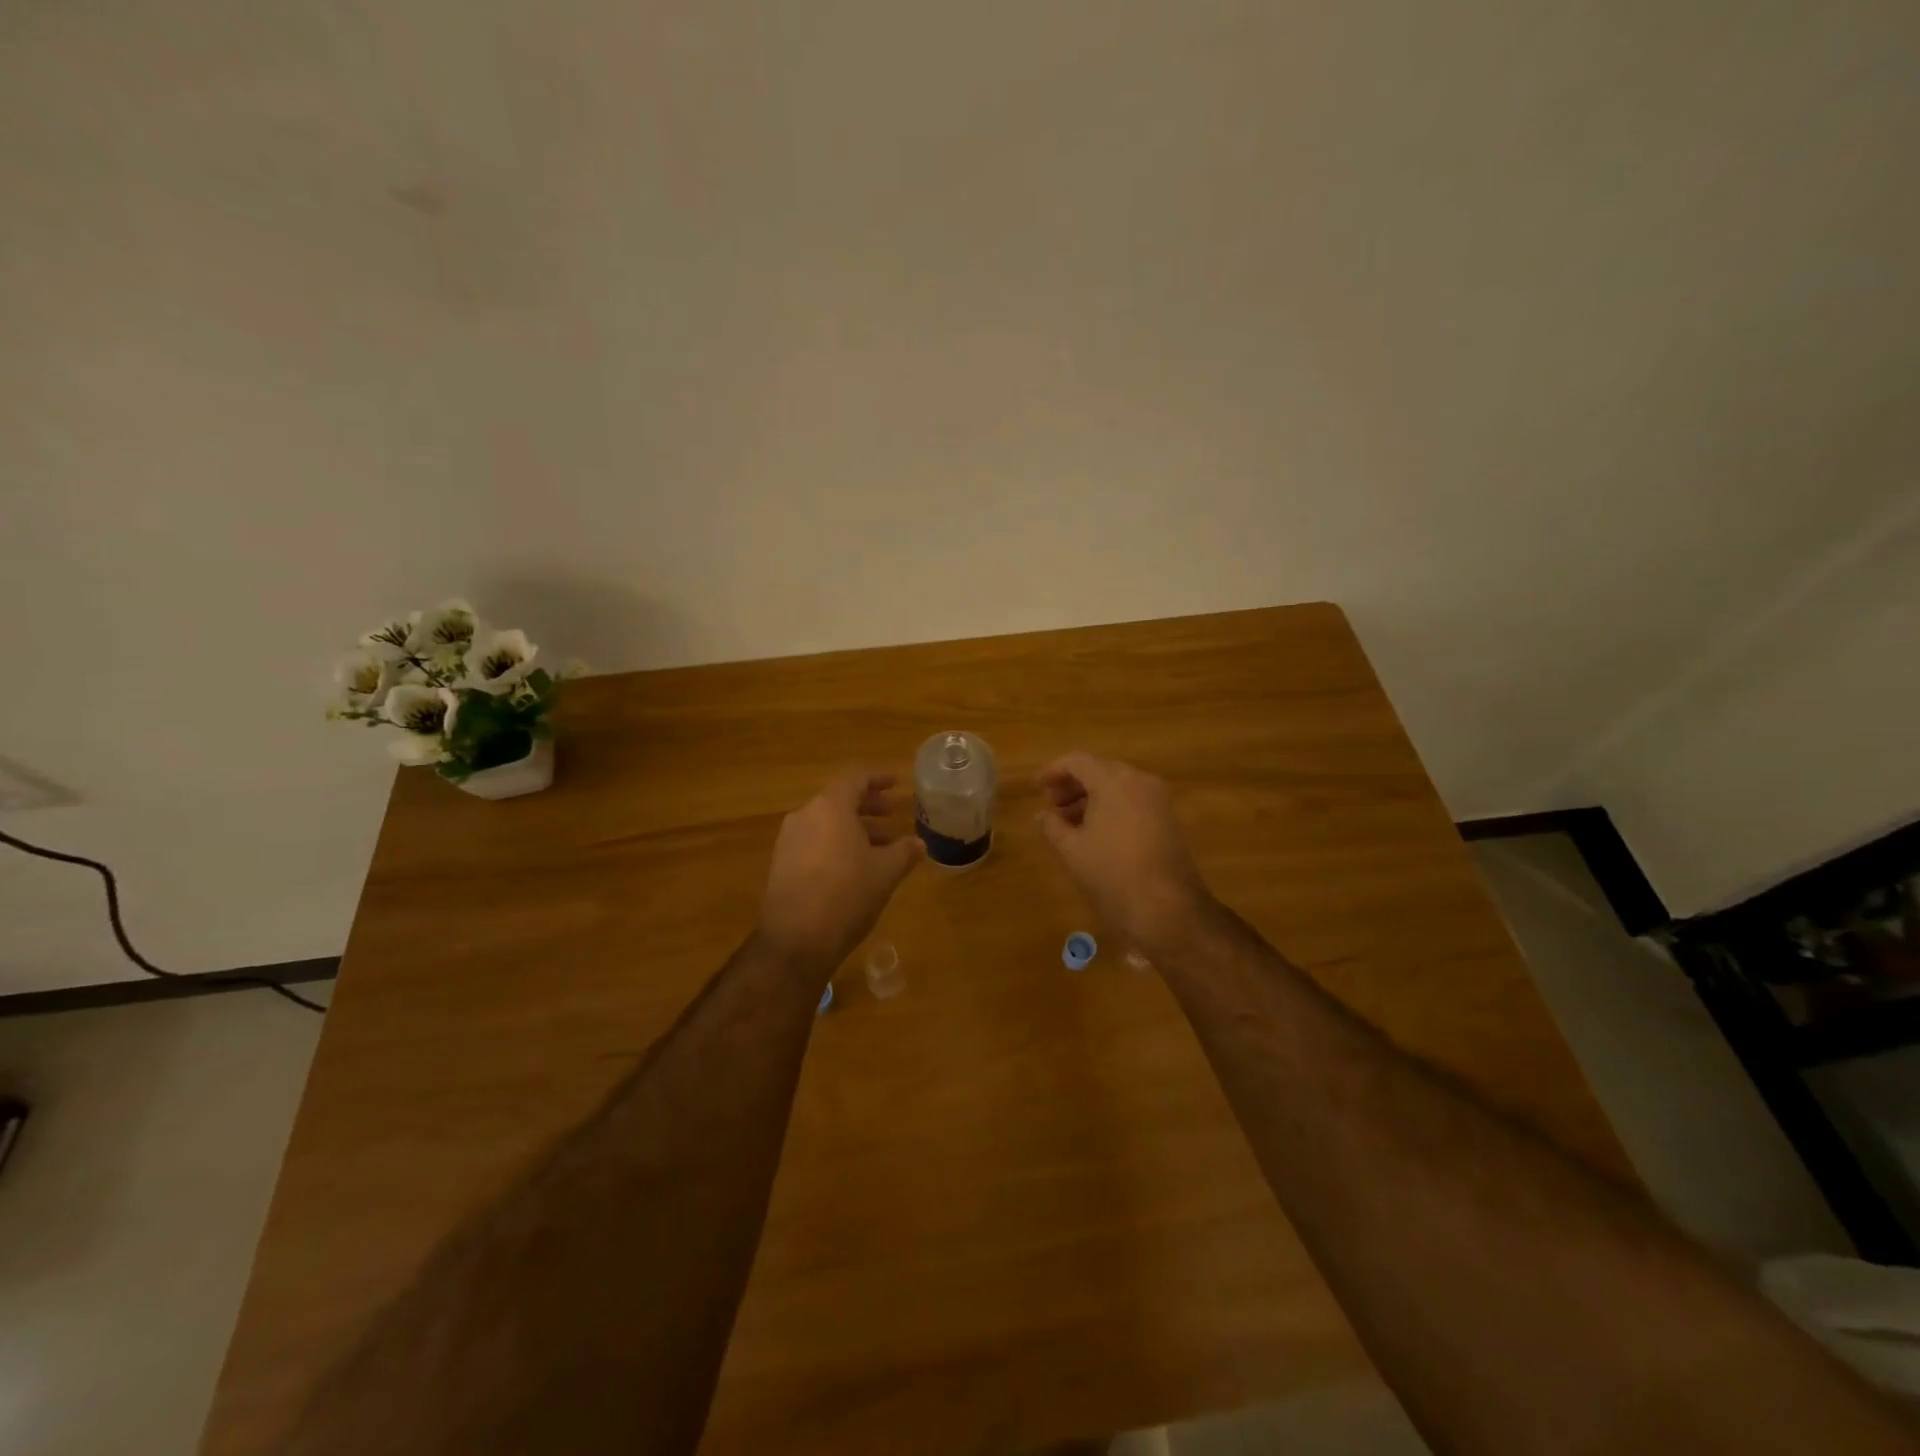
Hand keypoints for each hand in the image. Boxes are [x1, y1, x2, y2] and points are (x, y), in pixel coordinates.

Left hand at [756, 767, 924, 972]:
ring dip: (855, 829)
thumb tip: (919, 843)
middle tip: (892, 814)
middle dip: (868, 805)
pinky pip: (815, 841)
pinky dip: (837, 844)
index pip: (855, 777)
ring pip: (827, 823)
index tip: (897, 782)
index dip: (878, 777)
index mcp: (830, 807)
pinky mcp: (782, 864)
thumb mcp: (885, 872)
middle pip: (839, 799)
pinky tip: (856, 867)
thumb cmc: (846, 895)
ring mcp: (789, 840)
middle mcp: (805, 815)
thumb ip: (904, 852)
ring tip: (881, 847)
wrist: (795, 941)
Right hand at [1036, 750, 1212, 954]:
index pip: (1077, 761)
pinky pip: (1134, 801)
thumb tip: (1042, 816)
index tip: (1037, 788)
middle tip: (1053, 806)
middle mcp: (1139, 781)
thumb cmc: (1112, 874)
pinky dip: (1112, 808)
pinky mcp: (1169, 820)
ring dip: (1092, 798)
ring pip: (1118, 786)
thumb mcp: (1072, 851)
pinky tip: (1097, 834)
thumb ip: (1052, 827)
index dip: (1053, 771)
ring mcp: (1158, 800)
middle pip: (1100, 770)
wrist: (1167, 908)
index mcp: (1113, 781)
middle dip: (1073, 785)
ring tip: (1071, 824)